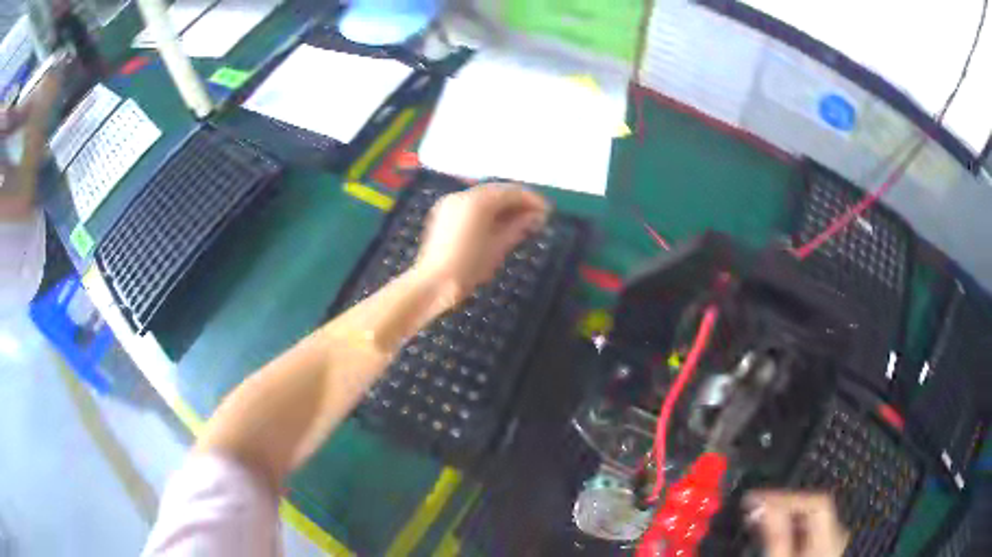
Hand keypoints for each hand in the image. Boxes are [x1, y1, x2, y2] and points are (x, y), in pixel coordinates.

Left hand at [414, 182, 548, 306]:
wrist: (432, 284)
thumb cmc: (468, 267)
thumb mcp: (498, 247)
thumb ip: (518, 227)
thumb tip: (536, 216)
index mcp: (477, 201)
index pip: (511, 192)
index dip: (531, 200)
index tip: (548, 211)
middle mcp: (462, 195)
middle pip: (497, 191)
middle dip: (518, 201)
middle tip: (537, 216)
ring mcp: (450, 203)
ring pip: (483, 197)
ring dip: (503, 205)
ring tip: (521, 221)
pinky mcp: (443, 213)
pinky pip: (471, 205)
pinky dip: (487, 210)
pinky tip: (499, 223)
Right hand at [745, 490, 848, 556]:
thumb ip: (776, 536)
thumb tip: (762, 504)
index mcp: (831, 538)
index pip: (816, 503)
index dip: (786, 497)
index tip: (754, 500)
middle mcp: (836, 536)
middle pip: (814, 509)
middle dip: (783, 506)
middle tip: (753, 509)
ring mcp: (831, 545)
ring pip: (810, 521)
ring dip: (784, 517)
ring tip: (758, 520)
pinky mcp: (822, 552)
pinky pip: (808, 532)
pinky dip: (789, 529)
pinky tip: (773, 535)